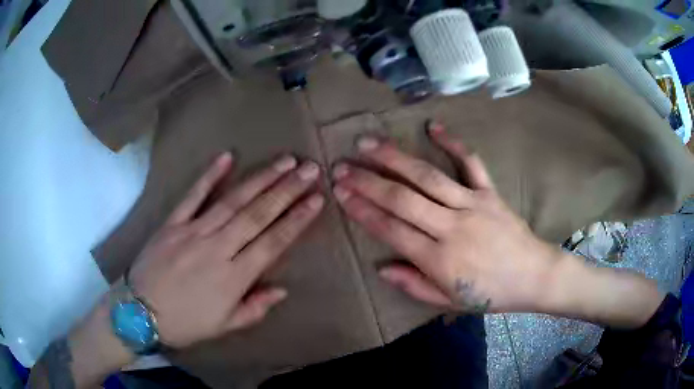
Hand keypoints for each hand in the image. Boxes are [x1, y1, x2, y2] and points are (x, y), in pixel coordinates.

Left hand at [129, 153, 324, 347]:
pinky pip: (192, 195)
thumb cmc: (185, 323)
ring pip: (233, 201)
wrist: (139, 312)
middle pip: (258, 215)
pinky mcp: (173, 222)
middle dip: (287, 190)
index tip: (316, 199)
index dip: (297, 220)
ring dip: (261, 179)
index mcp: (233, 278)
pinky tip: (227, 156)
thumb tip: (282, 290)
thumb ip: (255, 309)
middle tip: (309, 169)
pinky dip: (209, 175)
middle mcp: (218, 248)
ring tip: (284, 162)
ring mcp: (193, 231)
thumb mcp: (224, 326)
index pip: (273, 242)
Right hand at [332, 123, 556, 313]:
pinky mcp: (489, 192)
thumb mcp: (450, 301)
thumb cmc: (491, 294)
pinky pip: (470, 162)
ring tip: (368, 143)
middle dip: (367, 181)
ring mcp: (472, 204)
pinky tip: (432, 126)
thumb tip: (382, 268)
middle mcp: (452, 227)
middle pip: (402, 198)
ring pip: (427, 177)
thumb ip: (414, 285)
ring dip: (394, 158)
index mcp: (439, 259)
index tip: (340, 193)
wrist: (533, 276)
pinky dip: (452, 143)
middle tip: (341, 166)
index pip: (392, 229)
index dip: (362, 210)